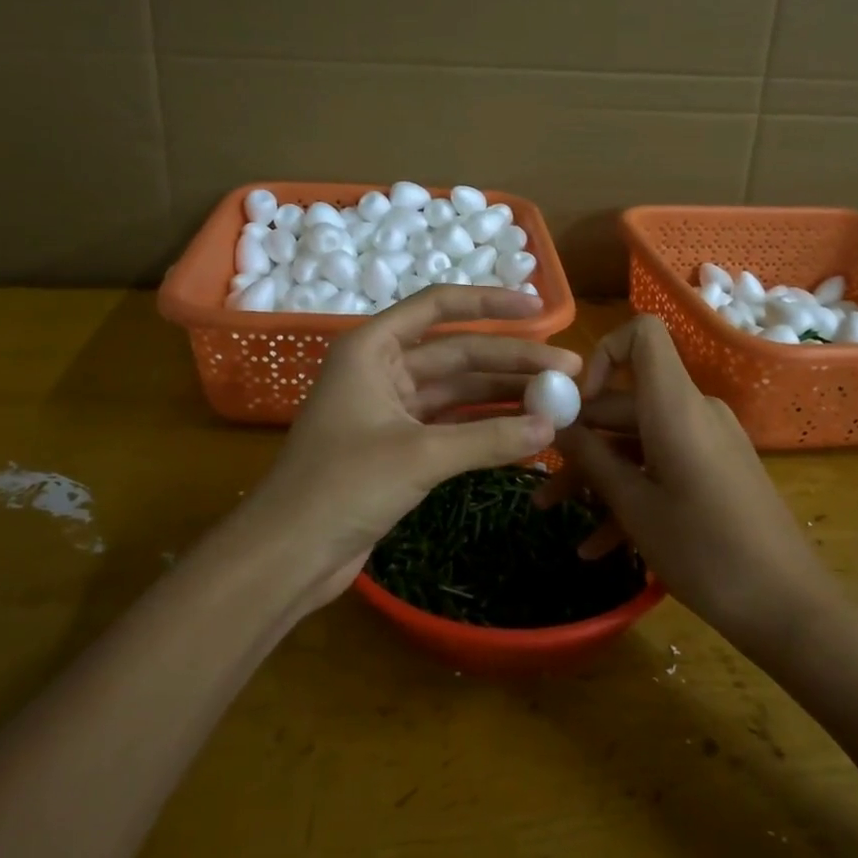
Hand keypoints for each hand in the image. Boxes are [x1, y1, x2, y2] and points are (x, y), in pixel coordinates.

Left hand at [247, 286, 578, 608]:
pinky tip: (526, 430)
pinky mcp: (399, 446)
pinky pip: (452, 425)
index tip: (540, 308)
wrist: (289, 554)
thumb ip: (487, 438)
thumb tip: (552, 424)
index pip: (438, 306)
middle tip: (568, 370)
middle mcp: (382, 369)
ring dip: (504, 394)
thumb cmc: (341, 487)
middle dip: (512, 360)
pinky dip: (486, 427)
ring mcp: (391, 409)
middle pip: (458, 353)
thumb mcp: (419, 456)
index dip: (490, 303)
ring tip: (558, 399)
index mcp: (372, 348)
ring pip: (458, 391)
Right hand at [546, 316, 836, 647]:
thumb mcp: (636, 506)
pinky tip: (598, 545)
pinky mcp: (715, 471)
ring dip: (598, 474)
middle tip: (541, 479)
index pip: (642, 335)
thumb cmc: (706, 551)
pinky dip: (631, 494)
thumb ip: (591, 458)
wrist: (790, 608)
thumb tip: (556, 423)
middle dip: (580, 439)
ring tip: (555, 513)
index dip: (602, 355)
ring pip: (638, 441)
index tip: (573, 404)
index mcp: (675, 406)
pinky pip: (663, 466)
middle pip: (626, 402)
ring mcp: (707, 442)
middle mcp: (693, 412)